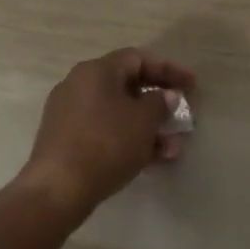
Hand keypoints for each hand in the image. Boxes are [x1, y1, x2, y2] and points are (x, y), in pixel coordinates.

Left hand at [16, 47, 196, 219]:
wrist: (57, 190)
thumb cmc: (106, 144)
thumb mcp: (143, 122)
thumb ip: (160, 104)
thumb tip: (167, 96)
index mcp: (96, 71)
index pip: (138, 58)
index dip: (168, 69)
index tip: (192, 85)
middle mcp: (80, 85)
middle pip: (128, 86)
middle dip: (159, 103)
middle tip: (182, 115)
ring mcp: (71, 114)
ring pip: (119, 113)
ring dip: (148, 128)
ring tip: (173, 149)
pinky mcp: (67, 141)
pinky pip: (106, 132)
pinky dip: (129, 140)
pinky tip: (152, 161)